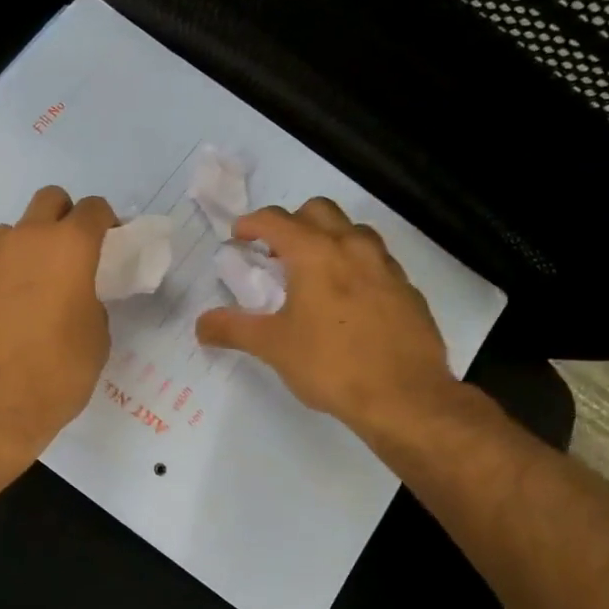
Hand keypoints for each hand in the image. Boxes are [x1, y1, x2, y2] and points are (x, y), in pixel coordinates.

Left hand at [0, 185, 117, 460]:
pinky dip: (4, 277)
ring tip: (36, 286)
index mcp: (69, 247)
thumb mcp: (96, 338)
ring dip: (29, 245)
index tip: (111, 246)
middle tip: (73, 255)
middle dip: (65, 218)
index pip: (94, 208)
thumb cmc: (57, 372)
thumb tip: (78, 298)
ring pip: (13, 231)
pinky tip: (8, 313)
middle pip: (49, 200)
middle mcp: (26, 240)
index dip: (107, 223)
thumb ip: (92, 303)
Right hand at [196, 198, 459, 436]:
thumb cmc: (331, 365)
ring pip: (352, 233)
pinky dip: (354, 268)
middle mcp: (353, 247)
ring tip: (313, 276)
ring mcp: (386, 266)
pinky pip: (375, 262)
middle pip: (318, 211)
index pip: (276, 220)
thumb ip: (233, 329)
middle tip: (277, 255)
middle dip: (292, 223)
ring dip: (328, 240)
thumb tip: (200, 325)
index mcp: (316, 253)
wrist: (405, 396)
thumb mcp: (273, 347)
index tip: (238, 238)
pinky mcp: (407, 290)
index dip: (251, 224)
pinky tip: (347, 304)